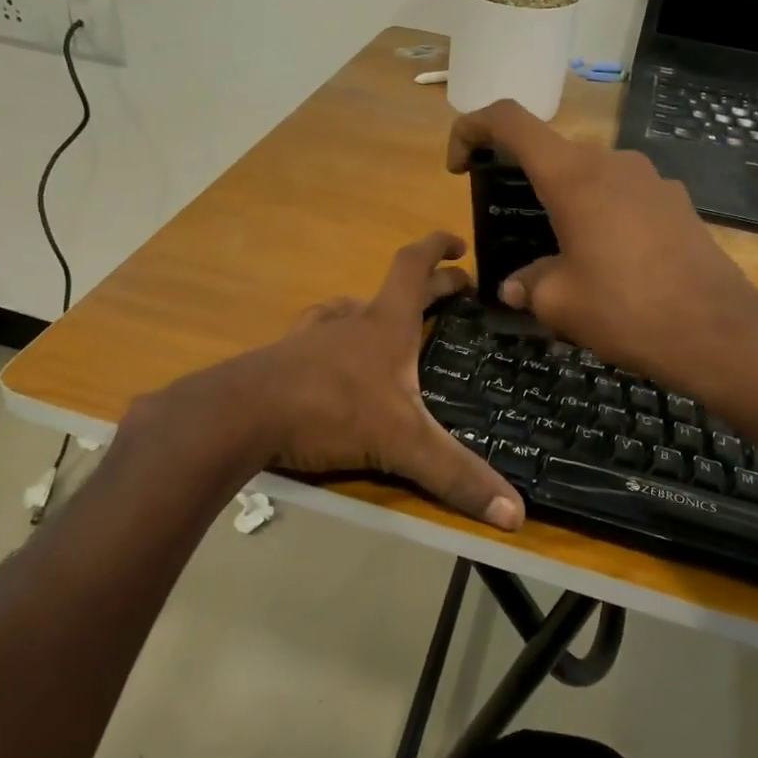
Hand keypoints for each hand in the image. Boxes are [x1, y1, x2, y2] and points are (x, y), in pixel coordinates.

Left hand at [247, 232, 524, 530]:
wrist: (240, 415)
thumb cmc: (330, 410)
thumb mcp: (402, 443)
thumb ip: (456, 474)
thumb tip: (517, 513)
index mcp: (386, 324)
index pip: (414, 266)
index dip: (438, 247)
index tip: (459, 244)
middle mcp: (351, 320)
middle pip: (394, 289)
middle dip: (430, 286)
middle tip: (456, 292)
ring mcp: (313, 336)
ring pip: (350, 309)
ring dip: (375, 309)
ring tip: (391, 325)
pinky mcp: (284, 358)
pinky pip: (317, 336)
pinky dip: (334, 338)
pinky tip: (331, 358)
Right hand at [447, 101, 757, 422]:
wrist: (717, 330)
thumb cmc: (626, 310)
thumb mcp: (559, 303)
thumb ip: (528, 284)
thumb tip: (516, 286)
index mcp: (572, 176)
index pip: (509, 119)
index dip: (471, 129)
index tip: (460, 167)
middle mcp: (611, 162)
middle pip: (551, 152)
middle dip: (523, 182)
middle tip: (514, 231)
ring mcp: (650, 178)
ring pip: (590, 176)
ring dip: (565, 204)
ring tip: (563, 256)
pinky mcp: (675, 201)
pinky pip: (623, 195)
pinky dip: (602, 216)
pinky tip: (611, 264)